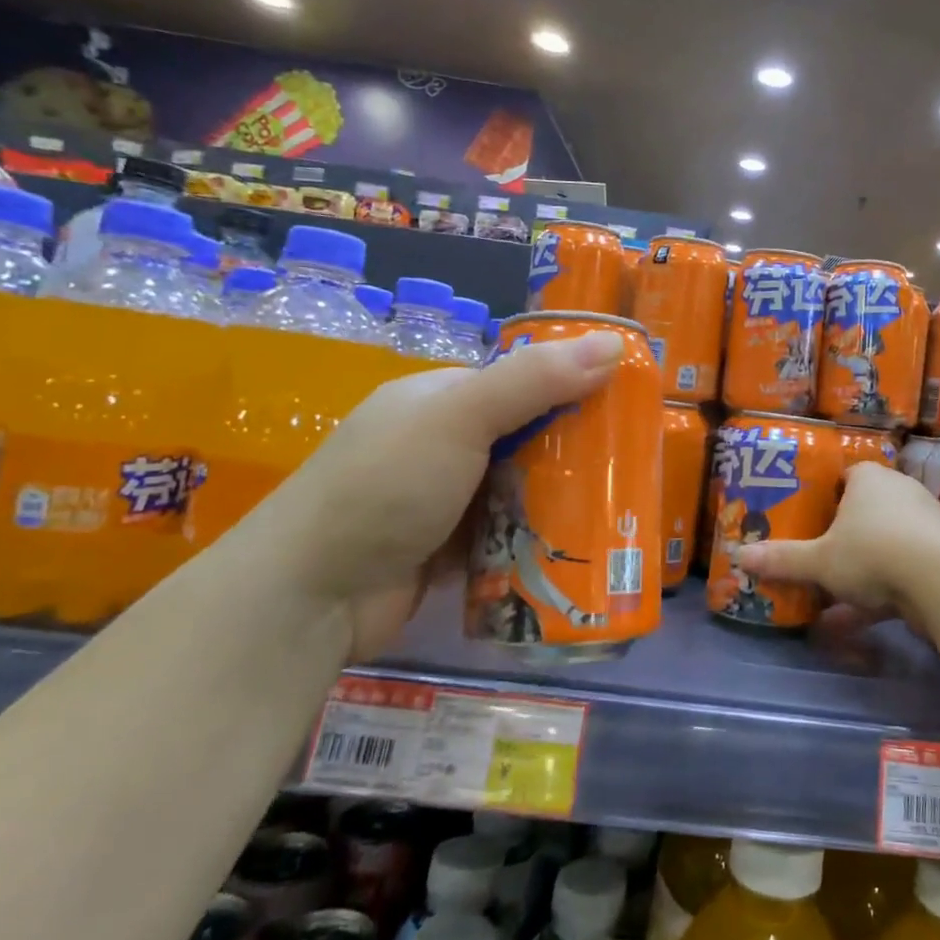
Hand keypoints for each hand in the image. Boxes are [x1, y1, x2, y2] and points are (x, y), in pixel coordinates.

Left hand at [252, 330, 624, 659]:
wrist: (310, 595)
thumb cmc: (384, 488)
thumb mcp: (460, 419)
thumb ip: (534, 381)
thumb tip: (613, 344)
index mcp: (440, 399)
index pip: (521, 383)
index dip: (571, 391)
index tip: (624, 412)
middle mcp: (441, 443)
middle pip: (526, 438)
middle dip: (572, 454)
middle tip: (629, 471)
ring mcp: (443, 499)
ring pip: (520, 489)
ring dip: (558, 501)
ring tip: (618, 513)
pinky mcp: (448, 548)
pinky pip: (507, 534)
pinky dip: (535, 539)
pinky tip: (578, 548)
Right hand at [736, 461, 939, 627]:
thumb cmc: (872, 551)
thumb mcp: (820, 560)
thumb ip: (783, 559)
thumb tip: (739, 556)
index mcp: (869, 479)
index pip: (845, 477)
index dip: (825, 495)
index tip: (807, 516)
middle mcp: (899, 493)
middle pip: (864, 512)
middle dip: (841, 536)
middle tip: (815, 555)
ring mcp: (924, 526)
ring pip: (883, 546)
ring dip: (858, 572)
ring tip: (827, 598)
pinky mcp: (939, 559)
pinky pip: (901, 573)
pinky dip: (878, 596)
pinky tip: (850, 623)